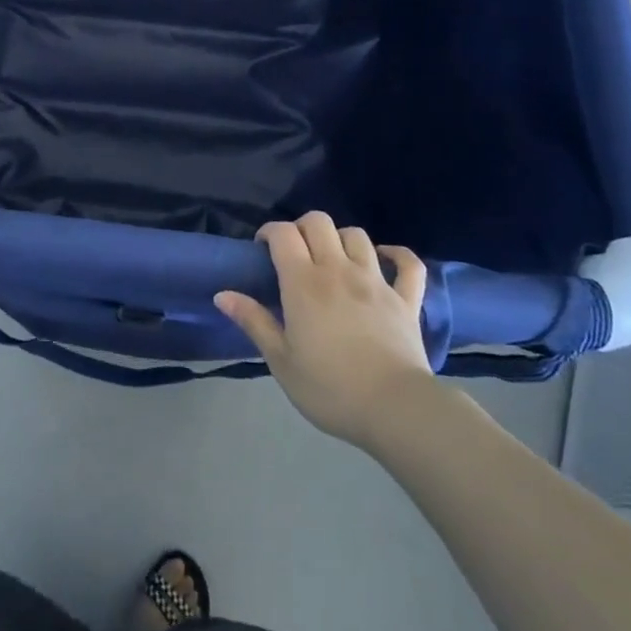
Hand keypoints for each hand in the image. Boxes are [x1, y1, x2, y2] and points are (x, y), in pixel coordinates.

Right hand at [214, 211, 432, 448]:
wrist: (395, 408)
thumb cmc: (330, 388)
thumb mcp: (281, 361)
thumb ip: (254, 322)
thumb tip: (222, 294)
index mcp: (304, 283)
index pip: (283, 233)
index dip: (269, 232)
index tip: (262, 250)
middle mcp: (339, 270)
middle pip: (319, 222)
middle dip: (302, 228)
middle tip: (295, 254)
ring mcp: (376, 281)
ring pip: (357, 235)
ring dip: (340, 239)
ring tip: (333, 260)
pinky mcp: (406, 298)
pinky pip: (408, 264)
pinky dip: (397, 255)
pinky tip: (385, 258)